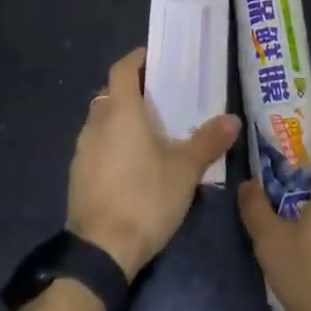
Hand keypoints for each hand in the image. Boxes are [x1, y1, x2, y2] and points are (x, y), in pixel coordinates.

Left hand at [67, 47, 240, 279]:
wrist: (101, 251)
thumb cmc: (146, 198)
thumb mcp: (185, 170)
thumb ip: (208, 141)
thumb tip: (233, 120)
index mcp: (120, 111)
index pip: (122, 69)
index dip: (137, 60)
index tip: (156, 59)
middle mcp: (96, 123)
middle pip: (111, 94)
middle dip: (133, 91)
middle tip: (161, 98)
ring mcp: (82, 150)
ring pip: (102, 120)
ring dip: (121, 119)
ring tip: (151, 132)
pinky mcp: (77, 175)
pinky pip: (96, 146)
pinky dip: (112, 144)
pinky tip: (133, 164)